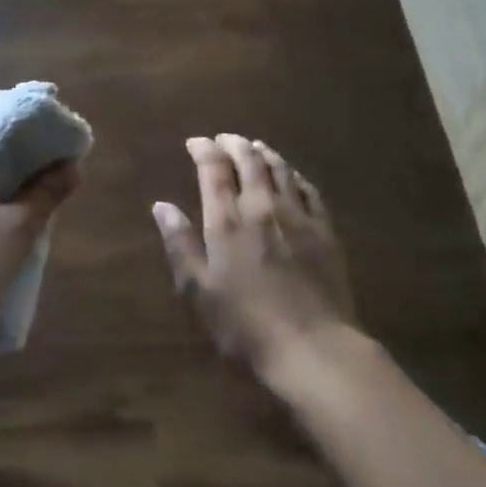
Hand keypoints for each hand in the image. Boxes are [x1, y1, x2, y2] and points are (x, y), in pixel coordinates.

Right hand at [154, 135, 354, 375]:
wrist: (313, 347)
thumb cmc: (246, 324)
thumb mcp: (199, 290)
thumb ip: (180, 244)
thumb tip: (161, 206)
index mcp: (227, 219)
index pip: (213, 168)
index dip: (203, 149)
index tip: (194, 143)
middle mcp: (261, 206)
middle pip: (248, 160)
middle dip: (233, 144)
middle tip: (224, 139)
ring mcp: (297, 215)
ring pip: (279, 169)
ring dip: (263, 153)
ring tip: (254, 148)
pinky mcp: (324, 230)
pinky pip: (308, 189)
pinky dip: (294, 175)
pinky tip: (291, 176)